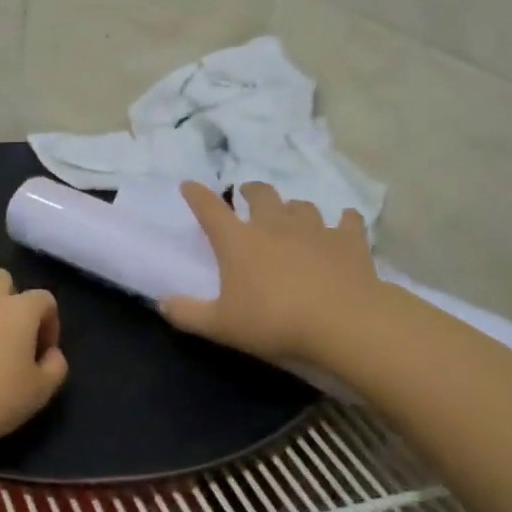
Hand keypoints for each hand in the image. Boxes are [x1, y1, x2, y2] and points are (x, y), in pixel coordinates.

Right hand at [161, 182, 388, 367]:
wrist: (343, 323)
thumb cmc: (274, 322)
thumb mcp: (221, 325)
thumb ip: (188, 314)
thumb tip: (162, 304)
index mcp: (238, 242)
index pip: (210, 210)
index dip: (197, 195)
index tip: (189, 185)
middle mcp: (274, 226)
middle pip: (261, 195)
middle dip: (251, 191)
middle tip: (248, 195)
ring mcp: (315, 230)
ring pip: (301, 206)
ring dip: (293, 207)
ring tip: (291, 214)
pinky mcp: (349, 241)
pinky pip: (347, 221)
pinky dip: (343, 221)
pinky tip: (344, 224)